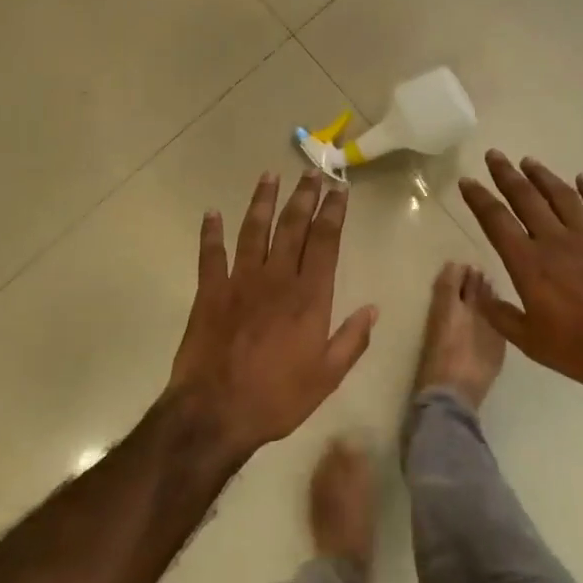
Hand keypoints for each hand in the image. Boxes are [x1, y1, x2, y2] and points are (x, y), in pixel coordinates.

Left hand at [168, 171, 378, 456]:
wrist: (215, 412)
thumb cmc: (277, 397)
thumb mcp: (327, 377)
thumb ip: (352, 340)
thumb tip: (372, 309)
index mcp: (309, 296)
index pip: (325, 241)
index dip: (333, 212)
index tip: (339, 189)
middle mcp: (276, 278)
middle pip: (292, 226)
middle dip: (304, 196)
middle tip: (311, 171)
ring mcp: (240, 281)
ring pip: (254, 230)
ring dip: (262, 201)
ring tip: (270, 175)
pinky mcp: (209, 292)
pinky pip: (210, 254)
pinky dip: (210, 233)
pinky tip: (211, 213)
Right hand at [458, 152, 582, 397]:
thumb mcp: (531, 343)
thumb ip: (501, 316)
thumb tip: (477, 294)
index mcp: (530, 264)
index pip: (497, 222)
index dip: (479, 199)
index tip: (467, 181)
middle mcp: (557, 241)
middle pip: (526, 199)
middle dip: (506, 175)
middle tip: (494, 155)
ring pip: (562, 197)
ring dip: (543, 177)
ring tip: (529, 162)